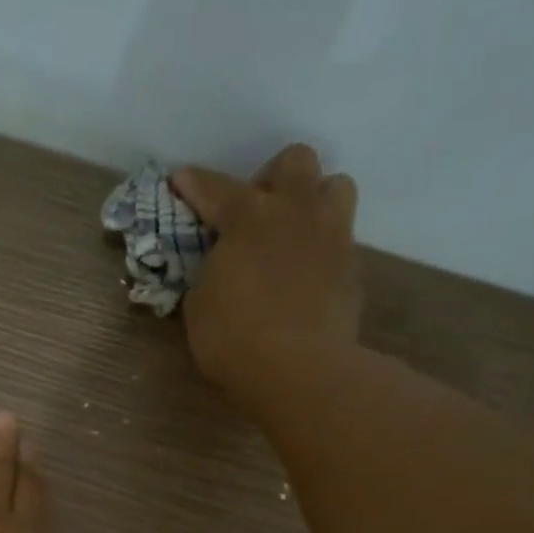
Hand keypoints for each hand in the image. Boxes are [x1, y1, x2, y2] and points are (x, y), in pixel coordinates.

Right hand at [171, 145, 363, 413]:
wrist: (299, 371)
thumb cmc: (234, 339)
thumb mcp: (200, 305)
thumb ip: (211, 273)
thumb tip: (221, 268)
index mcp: (249, 217)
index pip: (216, 188)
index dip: (194, 183)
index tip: (181, 179)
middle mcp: (296, 212)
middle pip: (296, 161)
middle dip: (273, 178)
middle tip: (257, 211)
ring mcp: (331, 236)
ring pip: (336, 187)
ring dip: (312, 201)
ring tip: (293, 234)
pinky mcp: (353, 268)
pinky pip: (340, 239)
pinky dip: (321, 249)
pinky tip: (305, 277)